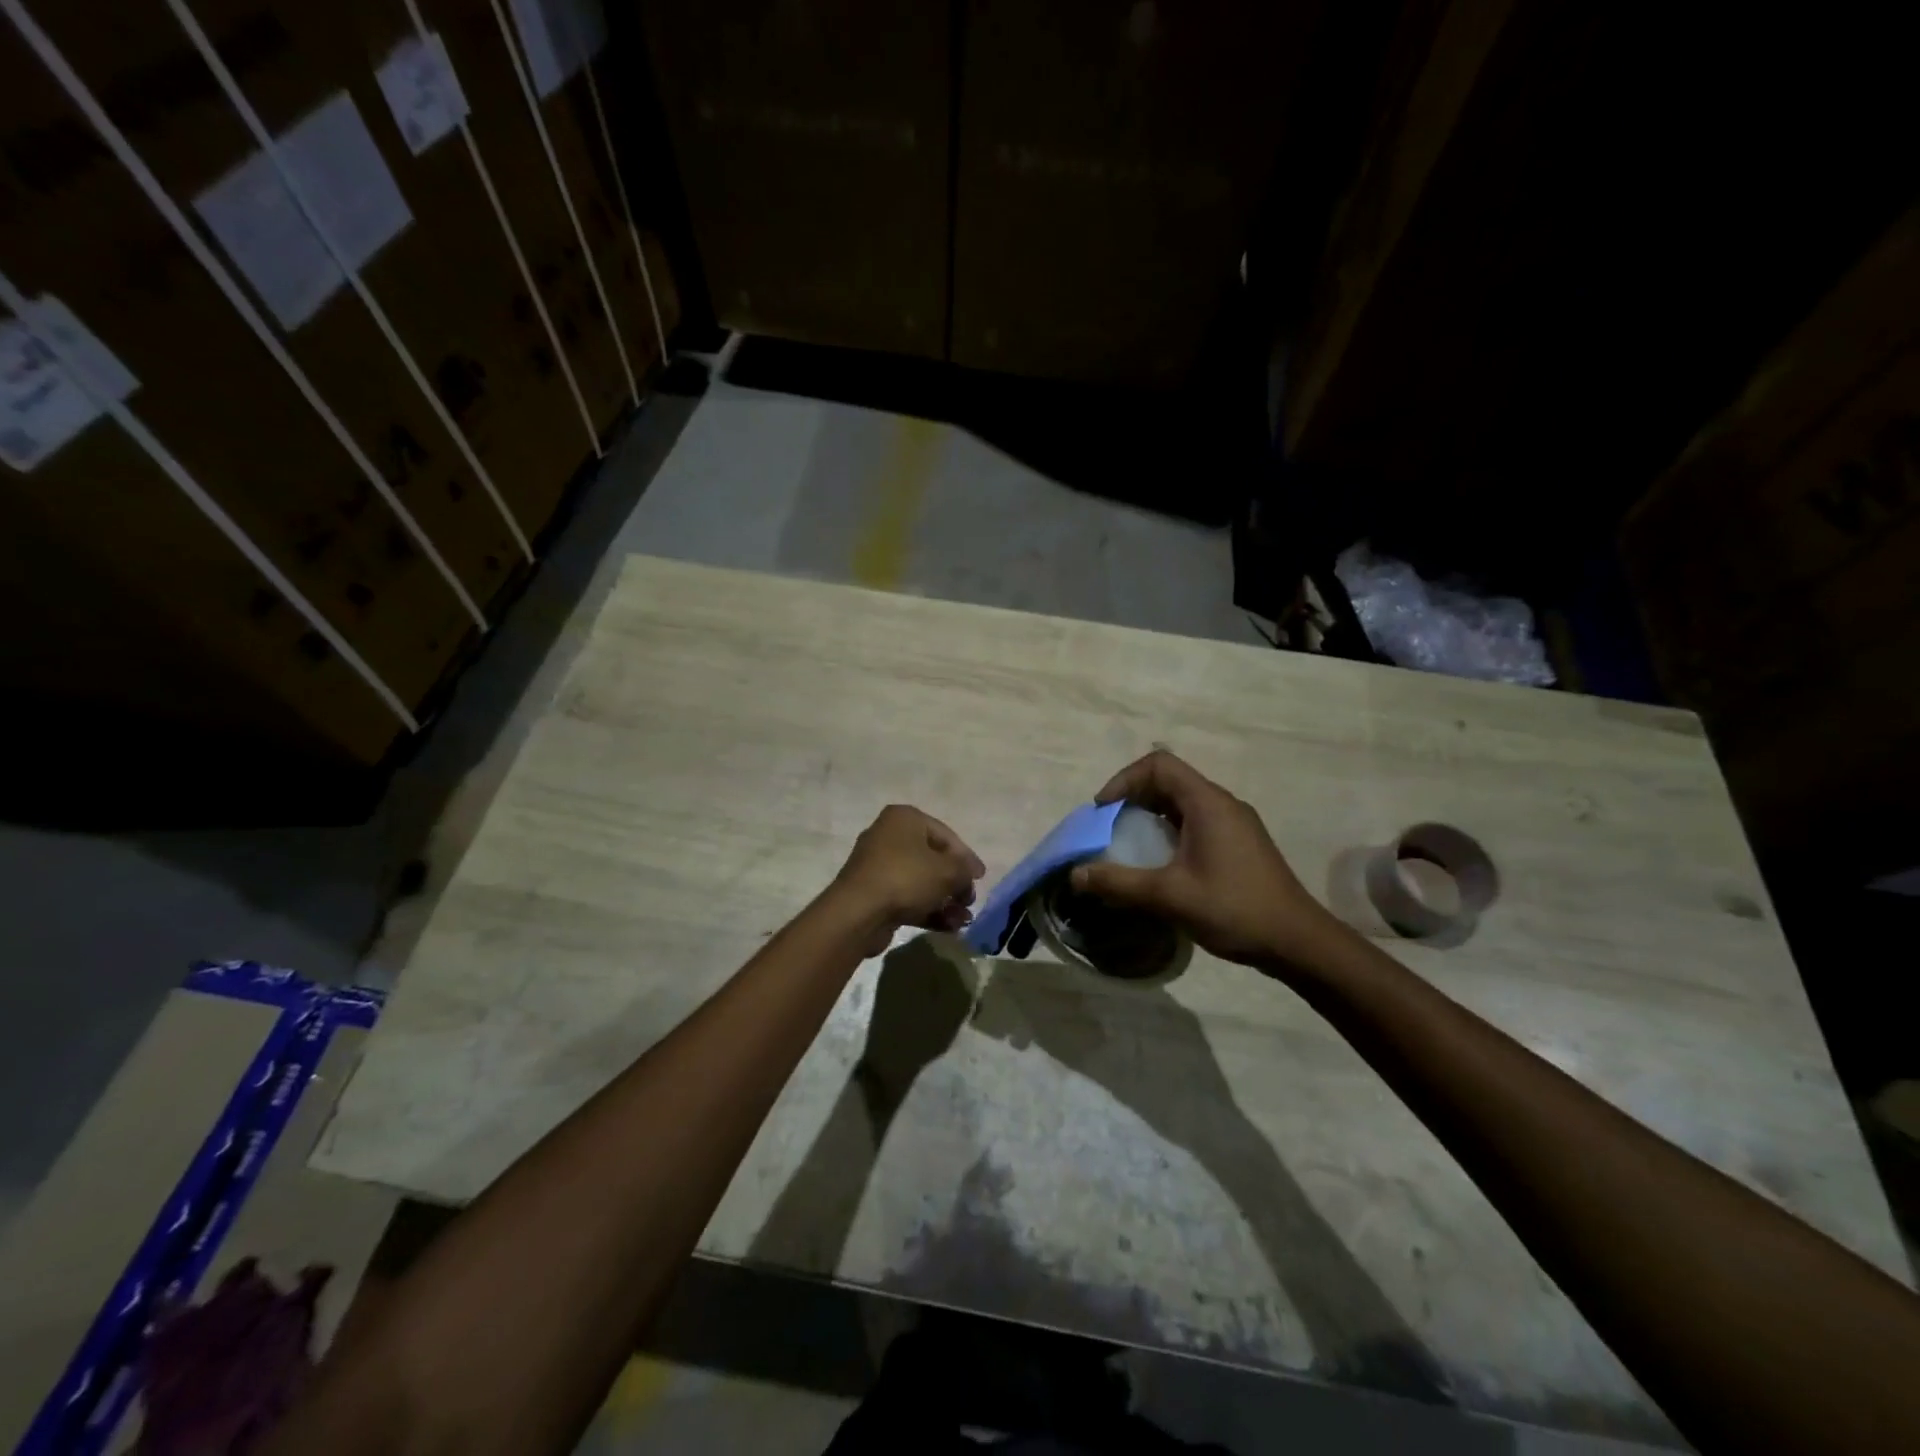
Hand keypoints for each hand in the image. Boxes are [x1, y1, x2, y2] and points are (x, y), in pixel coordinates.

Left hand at [830, 805, 984, 954]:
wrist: (859, 912)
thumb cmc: (906, 878)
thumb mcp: (947, 871)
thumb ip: (964, 870)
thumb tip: (969, 875)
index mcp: (905, 819)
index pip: (945, 835)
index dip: (967, 857)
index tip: (981, 878)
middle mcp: (889, 836)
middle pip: (932, 859)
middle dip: (955, 883)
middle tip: (969, 901)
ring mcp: (879, 866)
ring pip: (921, 881)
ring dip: (945, 901)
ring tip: (963, 920)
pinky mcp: (874, 893)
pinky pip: (907, 897)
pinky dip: (928, 910)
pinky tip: (949, 927)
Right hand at [1069, 750, 1337, 968]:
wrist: (1298, 942)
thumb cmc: (1234, 909)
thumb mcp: (1169, 896)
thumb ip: (1119, 882)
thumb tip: (1075, 875)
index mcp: (1207, 803)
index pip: (1158, 764)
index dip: (1124, 780)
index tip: (1103, 811)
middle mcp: (1222, 804)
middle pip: (1169, 780)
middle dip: (1133, 798)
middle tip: (1109, 829)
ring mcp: (1235, 823)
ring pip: (1182, 803)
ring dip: (1151, 816)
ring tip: (1128, 846)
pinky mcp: (1240, 843)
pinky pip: (1196, 822)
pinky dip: (1170, 831)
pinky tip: (1161, 865)